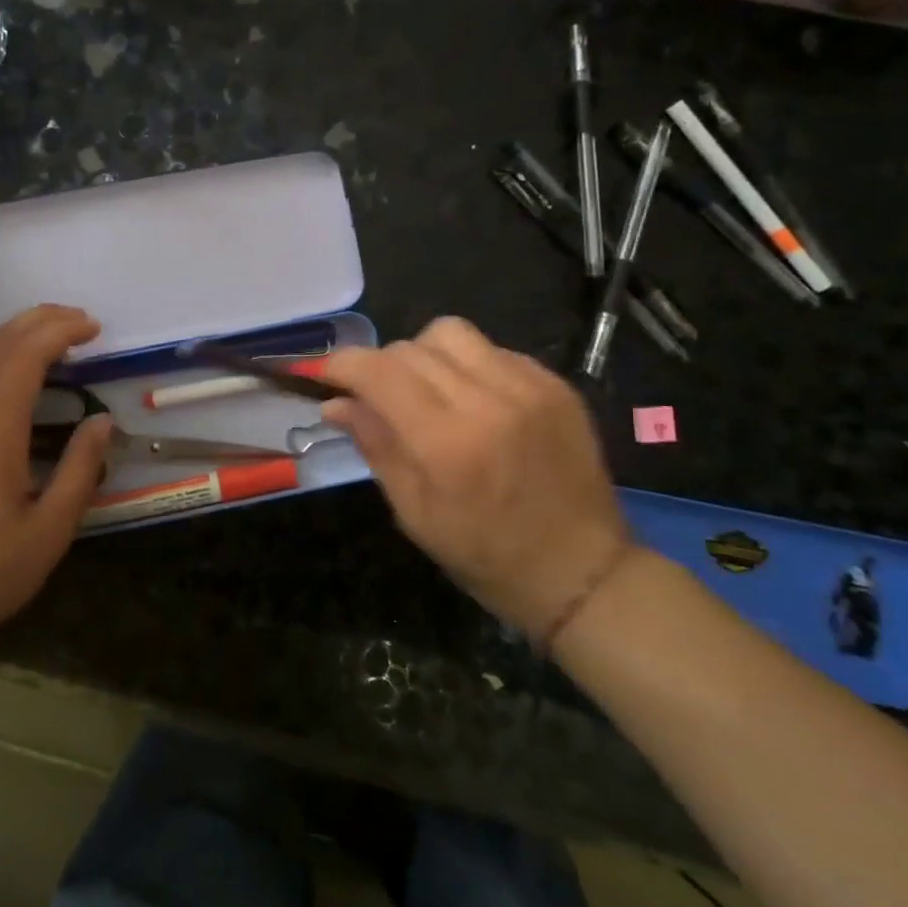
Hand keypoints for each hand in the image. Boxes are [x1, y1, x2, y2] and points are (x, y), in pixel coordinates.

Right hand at [321, 318, 628, 640]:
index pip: (379, 372)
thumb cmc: (487, 556)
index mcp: (447, 443)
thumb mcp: (415, 513)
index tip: (324, 373)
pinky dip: (468, 365)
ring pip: (450, 334)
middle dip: (381, 366)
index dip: (342, 364)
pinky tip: (473, 399)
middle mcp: (488, 401)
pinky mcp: (555, 384)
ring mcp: (528, 387)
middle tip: (379, 398)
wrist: (583, 572)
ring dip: (424, 354)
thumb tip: (335, 403)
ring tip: (428, 390)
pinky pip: (492, 350)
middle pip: (409, 348)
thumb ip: (375, 446)